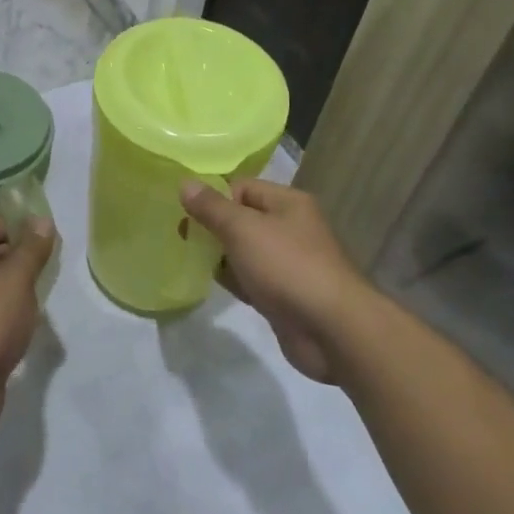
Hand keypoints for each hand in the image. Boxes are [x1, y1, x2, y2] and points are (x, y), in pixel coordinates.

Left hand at [0, 215, 54, 431]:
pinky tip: (27, 327)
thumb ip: (32, 249)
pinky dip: (10, 317)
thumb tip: (42, 219)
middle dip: (20, 260)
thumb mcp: (16, 278)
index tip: (42, 245)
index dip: (16, 228)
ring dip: (17, 291)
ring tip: (40, 300)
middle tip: (47, 271)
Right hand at [181, 180, 360, 383]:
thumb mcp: (243, 229)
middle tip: (181, 237)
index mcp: (288, 203)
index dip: (214, 197)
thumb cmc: (287, 267)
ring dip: (220, 255)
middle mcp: (291, 228)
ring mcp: (289, 263)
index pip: (242, 187)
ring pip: (245, 251)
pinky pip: (251, 278)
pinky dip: (233, 280)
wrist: (332, 331)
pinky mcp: (284, 295)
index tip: (185, 214)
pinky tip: (212, 284)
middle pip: (242, 219)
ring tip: (189, 259)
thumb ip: (212, 207)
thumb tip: (185, 182)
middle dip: (213, 227)